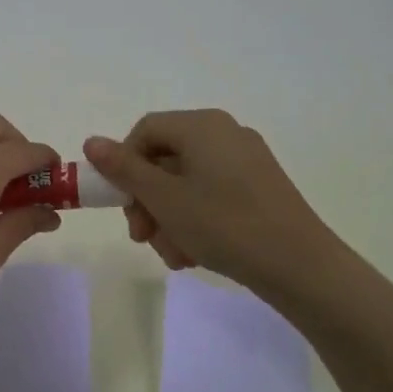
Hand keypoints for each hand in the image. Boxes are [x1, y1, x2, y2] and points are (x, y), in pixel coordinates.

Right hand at [83, 110, 332, 295]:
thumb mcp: (164, 198)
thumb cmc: (224, 224)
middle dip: (147, 201)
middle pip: (165, 159)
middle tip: (143, 237)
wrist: (300, 266)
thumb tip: (92, 142)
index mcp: (202, 125)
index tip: (123, 203)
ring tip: (174, 255)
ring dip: (169, 218)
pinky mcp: (260, 187)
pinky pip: (212, 194)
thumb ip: (124, 169)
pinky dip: (196, 220)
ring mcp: (246, 160)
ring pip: (186, 183)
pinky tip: (195, 254)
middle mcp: (225, 133)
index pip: (145, 130)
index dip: (124, 164)